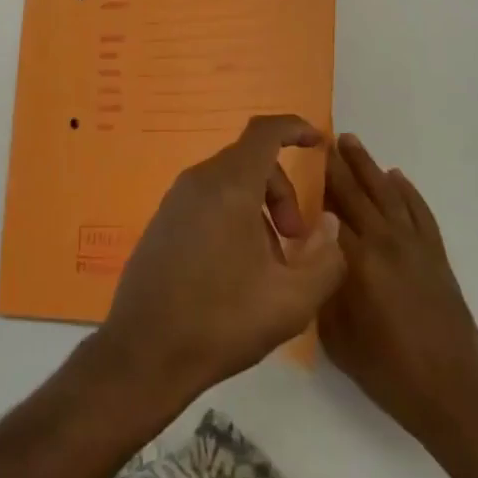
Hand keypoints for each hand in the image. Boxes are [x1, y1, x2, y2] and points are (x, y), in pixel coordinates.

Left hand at [100, 115, 344, 402]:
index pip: (264, 133)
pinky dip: (234, 216)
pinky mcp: (163, 220)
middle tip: (296, 239)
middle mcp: (199, 180)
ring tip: (270, 264)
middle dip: (282, 189)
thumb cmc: (222, 320)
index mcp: (229, 186)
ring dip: (259, 208)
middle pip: (250, 160)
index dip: (294, 128)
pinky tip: (239, 268)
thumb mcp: (291, 301)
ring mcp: (176, 199)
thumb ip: (324, 259)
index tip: (318, 142)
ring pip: (230, 182)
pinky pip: (208, 200)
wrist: (146, 349)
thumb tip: (331, 227)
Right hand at [322, 133, 477, 453]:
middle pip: (356, 193)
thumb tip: (312, 256)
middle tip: (320, 140)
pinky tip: (396, 177)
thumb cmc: (388, 371)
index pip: (328, 210)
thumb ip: (322, 289)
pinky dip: (407, 191)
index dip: (312, 186)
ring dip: (368, 166)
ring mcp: (415, 247)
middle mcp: (386, 243)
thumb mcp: (337, 337)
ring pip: (387, 193)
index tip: (296, 162)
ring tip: (350, 142)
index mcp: (357, 261)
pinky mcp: (437, 257)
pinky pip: (419, 212)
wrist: (454, 397)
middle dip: (336, 165)